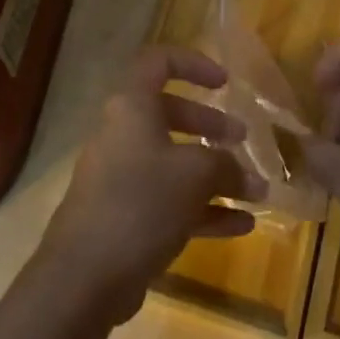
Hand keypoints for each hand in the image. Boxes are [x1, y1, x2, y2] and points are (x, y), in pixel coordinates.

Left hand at [38, 45, 262, 323]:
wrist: (85, 275)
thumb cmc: (141, 202)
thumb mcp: (194, 175)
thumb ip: (227, 167)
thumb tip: (251, 179)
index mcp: (132, 107)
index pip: (159, 63)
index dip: (193, 64)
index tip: (225, 83)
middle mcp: (124, 134)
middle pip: (170, 114)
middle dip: (210, 124)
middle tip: (243, 138)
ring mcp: (122, 177)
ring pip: (173, 162)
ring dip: (214, 173)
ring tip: (255, 189)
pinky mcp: (126, 217)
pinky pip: (170, 202)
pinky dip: (204, 209)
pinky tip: (242, 225)